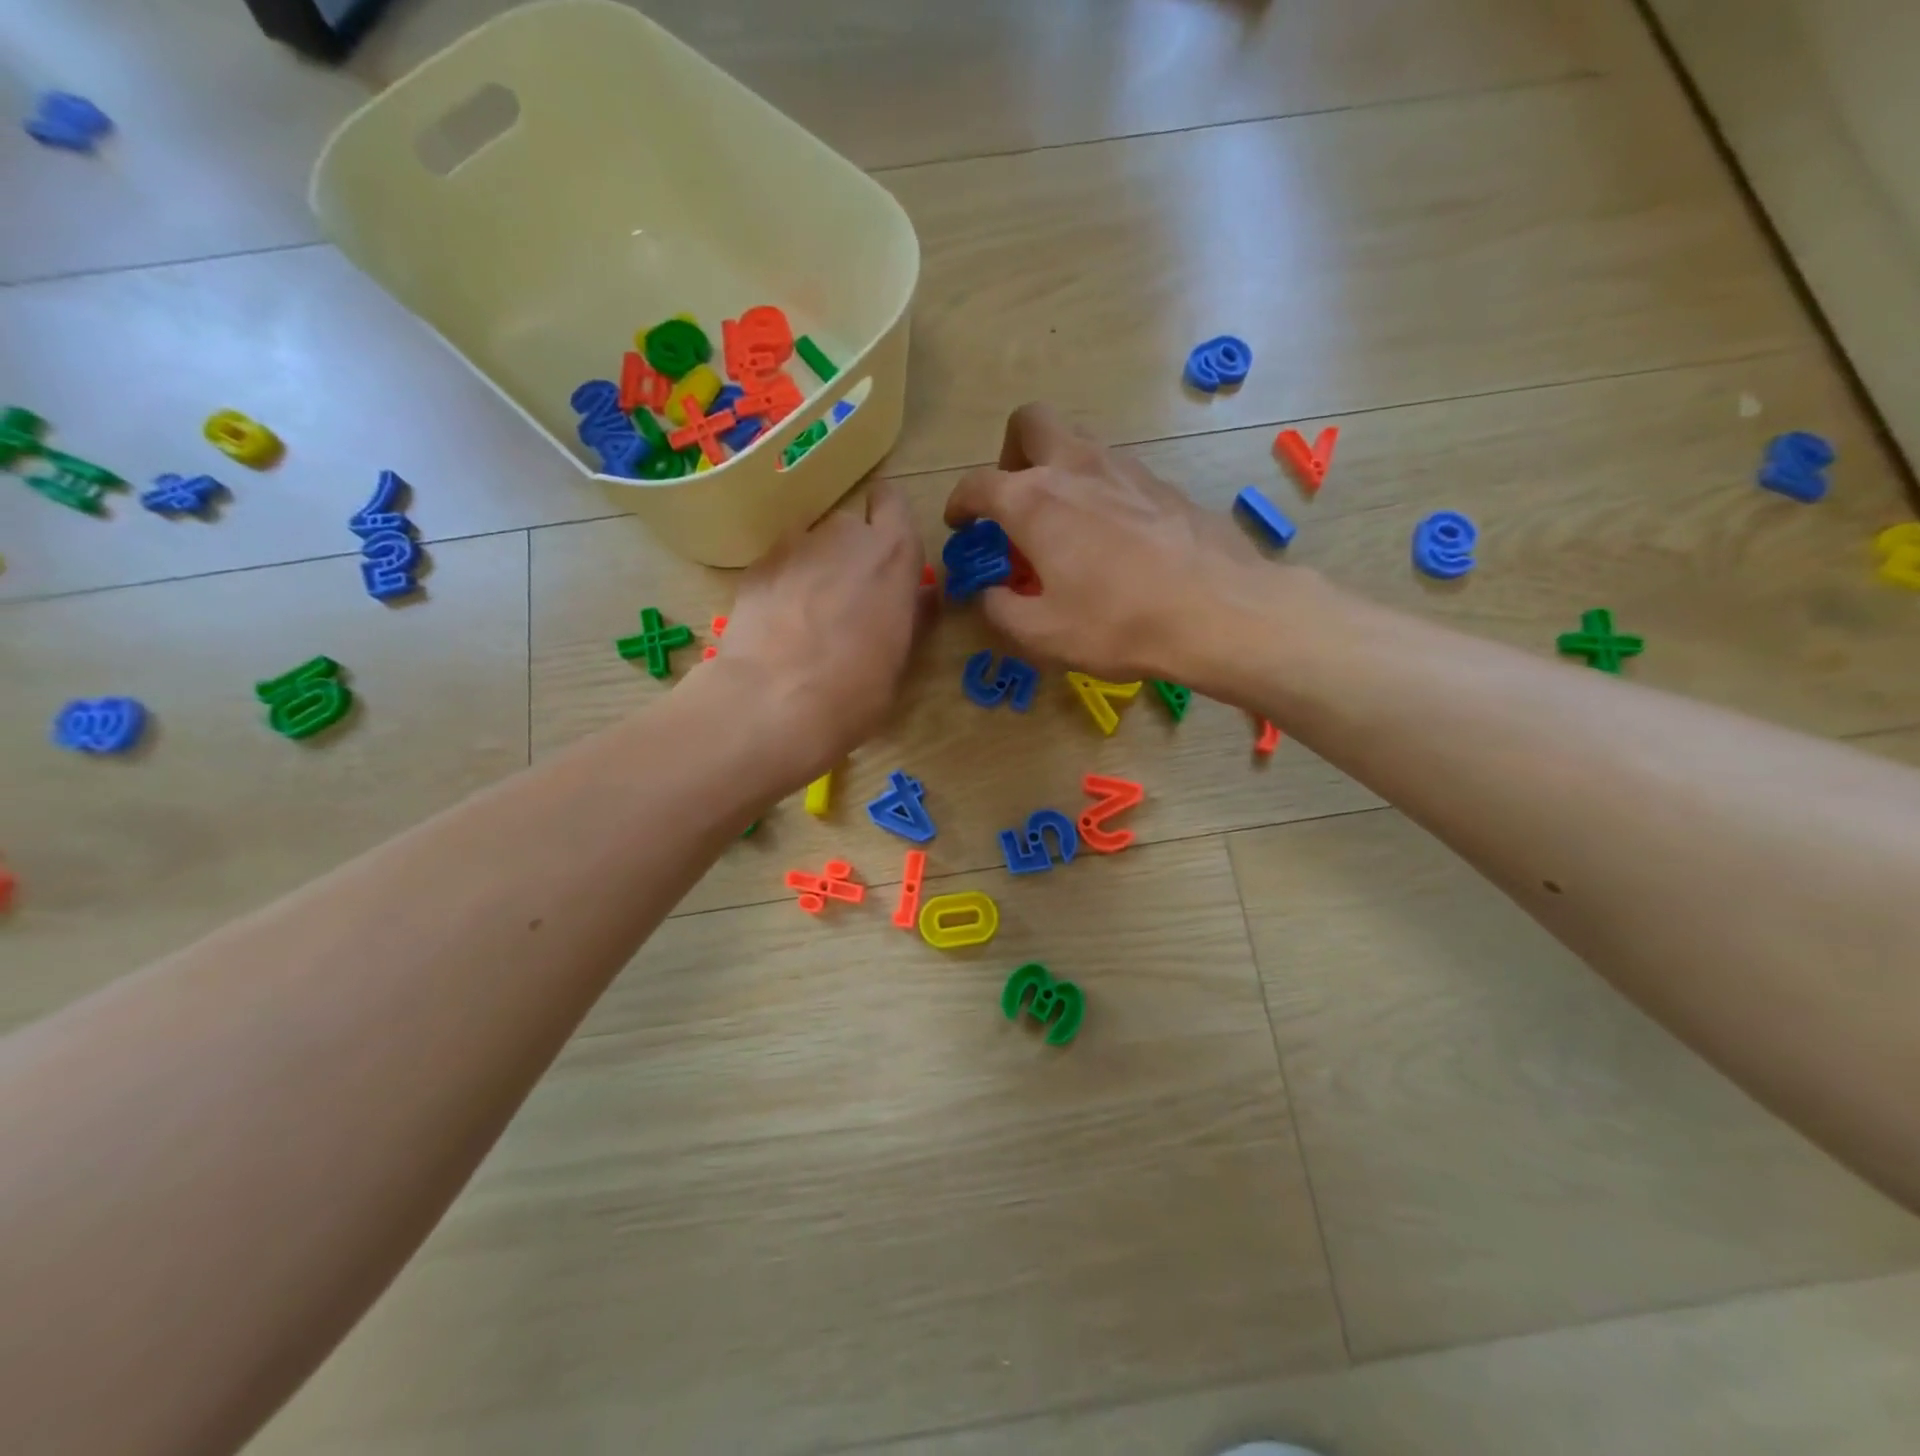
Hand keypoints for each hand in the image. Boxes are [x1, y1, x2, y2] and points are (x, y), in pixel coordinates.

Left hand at [707, 481, 926, 783]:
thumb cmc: (855, 690)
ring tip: (807, 614)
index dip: (888, 521)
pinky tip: (777, 625)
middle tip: (848, 598)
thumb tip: (920, 596)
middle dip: (850, 553)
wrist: (773, 704)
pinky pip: (778, 566)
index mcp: (892, 554)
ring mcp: (794, 547)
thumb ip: (911, 615)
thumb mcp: (900, 659)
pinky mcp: (755, 567)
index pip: (893, 503)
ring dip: (814, 567)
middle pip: (850, 527)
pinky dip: (781, 585)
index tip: (885, 550)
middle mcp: (843, 536)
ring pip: (810, 544)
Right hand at [943, 403, 1271, 682]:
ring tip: (1063, 519)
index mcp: (1034, 501)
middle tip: (1015, 496)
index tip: (959, 523)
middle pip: (1031, 422)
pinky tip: (1112, 535)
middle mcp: (1076, 468)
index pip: (978, 484)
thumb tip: (991, 593)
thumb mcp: (1042, 633)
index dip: (959, 502)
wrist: (1217, 611)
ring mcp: (1126, 469)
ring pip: (1078, 441)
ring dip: (1058, 467)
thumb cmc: (1117, 623)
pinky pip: (1117, 471)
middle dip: (1011, 451)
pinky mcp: (1163, 484)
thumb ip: (1001, 609)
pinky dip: (1100, 490)